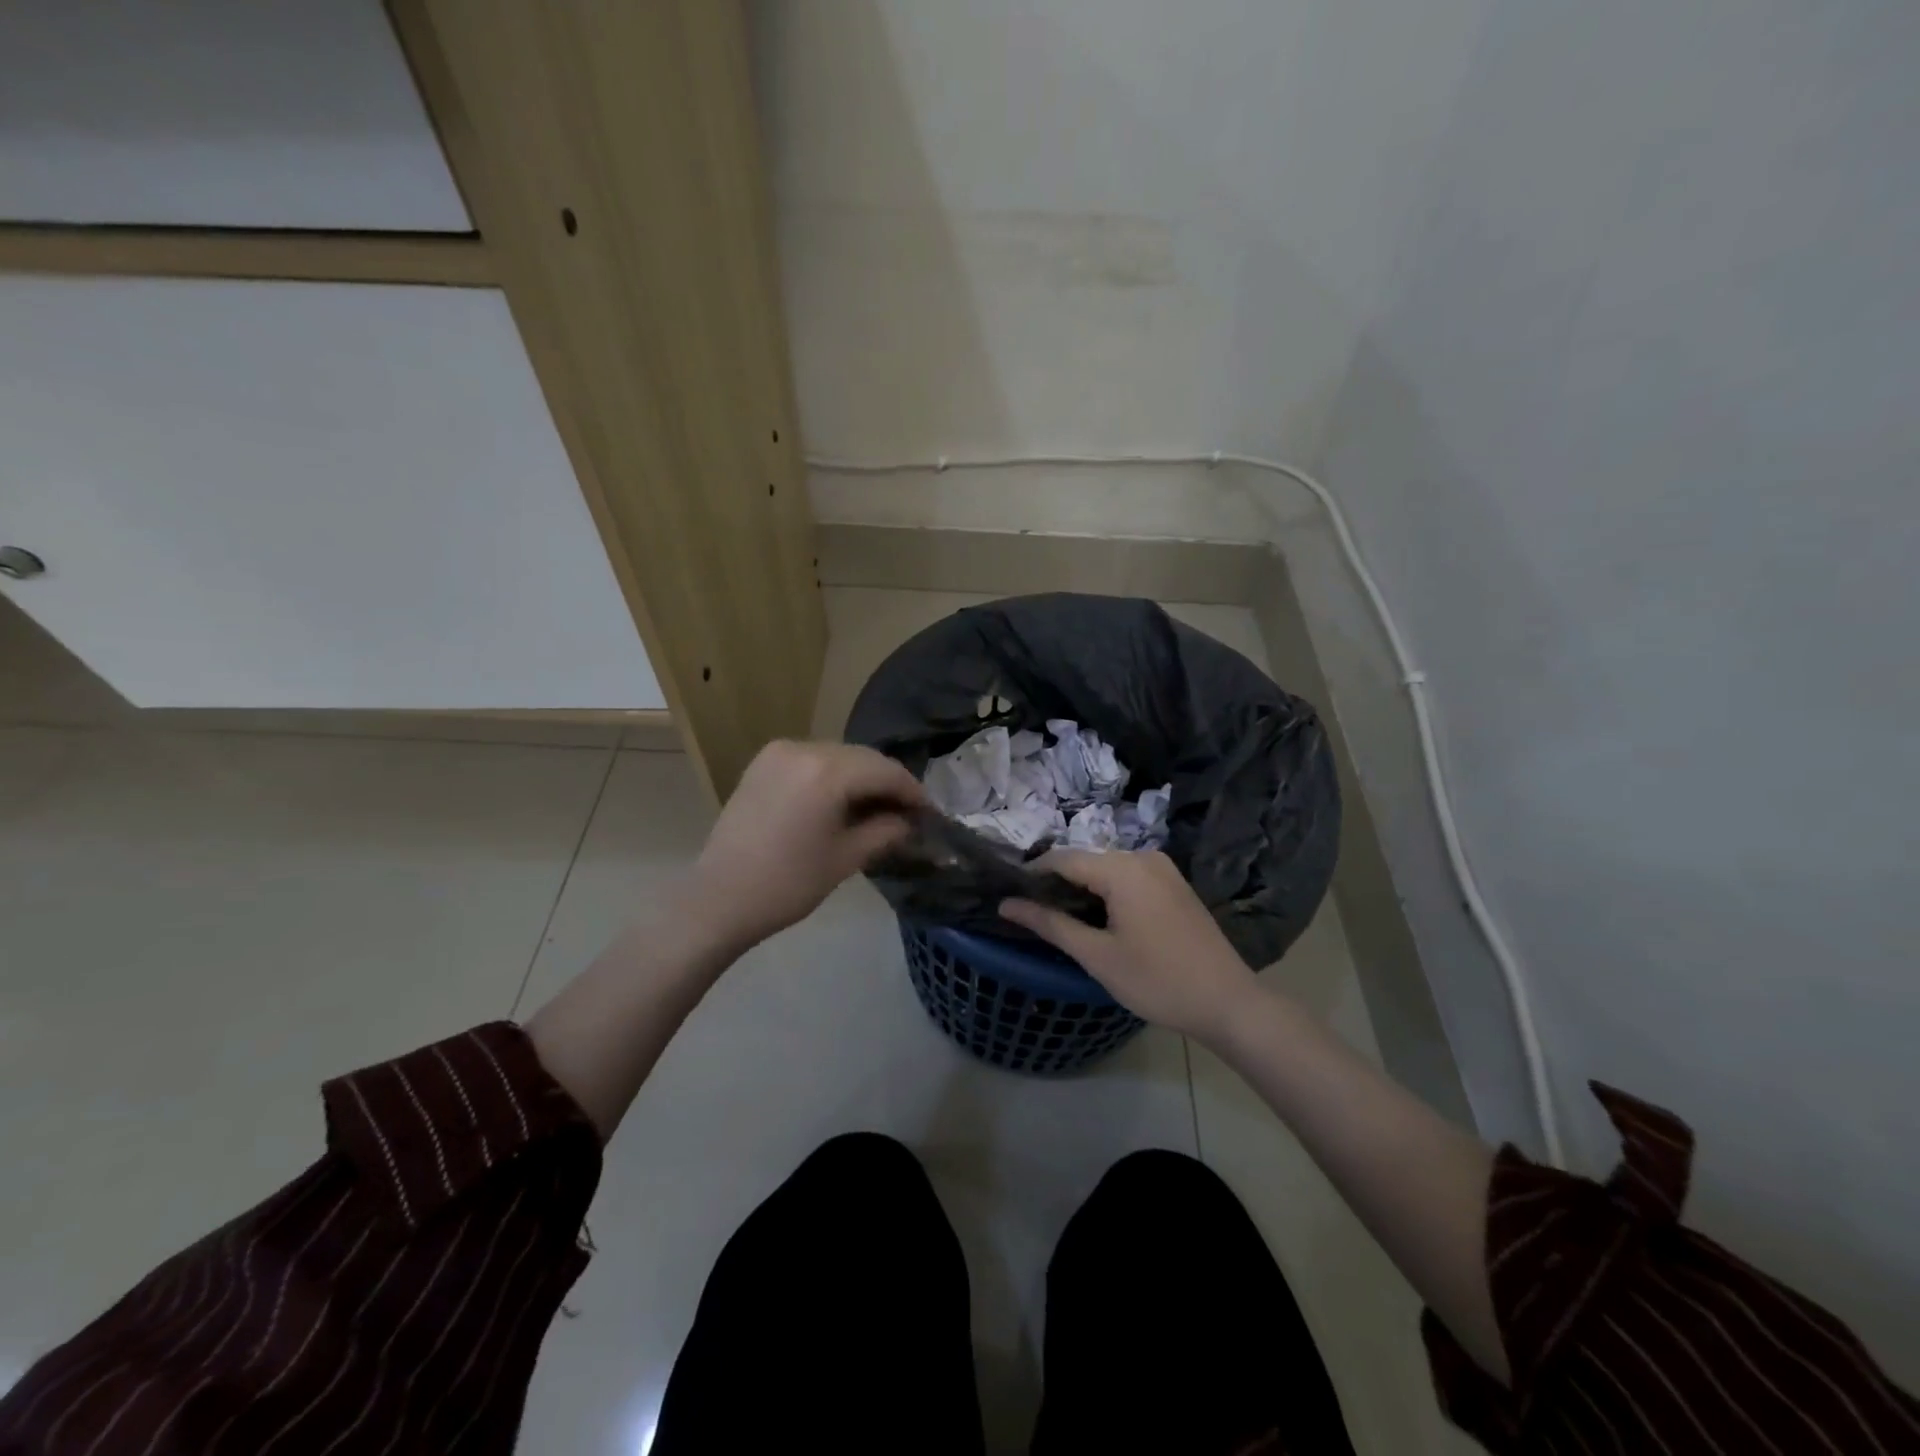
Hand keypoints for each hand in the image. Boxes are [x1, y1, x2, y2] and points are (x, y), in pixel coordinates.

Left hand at [685, 740, 926, 955]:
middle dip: (888, 782)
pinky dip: (834, 775)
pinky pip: (813, 760)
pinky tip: (843, 800)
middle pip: (863, 758)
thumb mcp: (846, 858)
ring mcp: (779, 752)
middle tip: (909, 812)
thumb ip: (885, 831)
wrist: (718, 899)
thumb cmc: (787, 884)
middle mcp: (803, 748)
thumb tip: (909, 821)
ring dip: (862, 778)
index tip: (930, 813)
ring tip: (878, 808)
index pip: (885, 771)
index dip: (913, 791)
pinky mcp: (763, 763)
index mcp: (826, 771)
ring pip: (839, 756)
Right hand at [1000, 850, 1258, 1041]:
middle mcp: (1142, 857)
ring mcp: (1162, 868)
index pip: (1061, 859)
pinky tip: (1096, 916)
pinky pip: (1128, 876)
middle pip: (1084, 860)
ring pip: (1106, 869)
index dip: (1031, 875)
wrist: (1229, 1002)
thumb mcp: (1097, 956)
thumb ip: (1050, 924)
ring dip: (1081, 888)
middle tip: (1030, 911)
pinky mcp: (1174, 883)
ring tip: (1057, 916)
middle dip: (1055, 882)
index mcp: (1122, 869)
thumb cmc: (1158, 981)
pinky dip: (1106, 891)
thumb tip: (1006, 904)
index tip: (1009, 895)